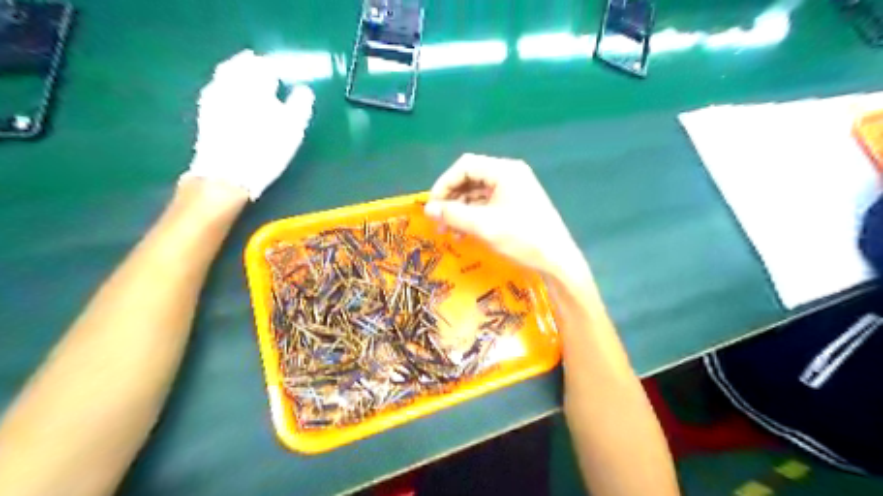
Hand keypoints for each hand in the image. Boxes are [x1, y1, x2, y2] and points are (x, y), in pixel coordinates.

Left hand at [184, 49, 314, 197]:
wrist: (227, 174)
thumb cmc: (265, 149)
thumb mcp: (292, 129)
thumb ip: (299, 105)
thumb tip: (303, 90)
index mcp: (254, 85)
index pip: (265, 66)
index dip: (275, 68)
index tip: (283, 74)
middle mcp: (230, 84)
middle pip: (241, 66)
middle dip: (253, 67)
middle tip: (264, 71)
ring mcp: (213, 98)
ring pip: (225, 76)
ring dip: (237, 75)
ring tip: (249, 83)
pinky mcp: (205, 113)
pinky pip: (215, 90)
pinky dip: (225, 88)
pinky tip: (231, 97)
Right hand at [422, 153, 585, 275]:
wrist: (557, 260)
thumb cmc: (522, 238)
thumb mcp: (484, 226)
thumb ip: (453, 214)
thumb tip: (428, 210)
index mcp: (505, 171)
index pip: (465, 166)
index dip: (444, 184)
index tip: (432, 206)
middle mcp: (509, 175)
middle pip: (471, 178)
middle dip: (451, 200)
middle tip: (438, 221)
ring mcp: (514, 190)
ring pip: (477, 193)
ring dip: (460, 210)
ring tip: (448, 232)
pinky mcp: (515, 204)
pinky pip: (488, 204)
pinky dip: (473, 216)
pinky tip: (463, 233)